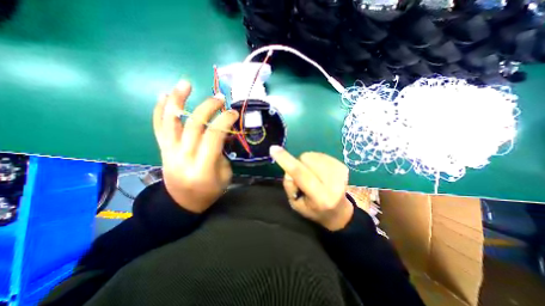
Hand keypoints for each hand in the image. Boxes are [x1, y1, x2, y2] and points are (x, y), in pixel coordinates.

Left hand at [153, 80, 238, 212]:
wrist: (182, 202)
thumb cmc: (209, 191)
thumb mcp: (225, 175)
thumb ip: (223, 153)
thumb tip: (221, 133)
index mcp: (203, 167)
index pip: (213, 136)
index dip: (225, 120)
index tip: (233, 113)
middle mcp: (184, 156)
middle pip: (194, 124)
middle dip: (208, 107)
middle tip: (219, 99)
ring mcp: (170, 151)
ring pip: (171, 121)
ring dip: (178, 100)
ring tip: (186, 84)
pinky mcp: (163, 149)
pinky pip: (159, 127)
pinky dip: (160, 110)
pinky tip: (164, 95)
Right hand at [271, 148, 356, 229]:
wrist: (339, 211)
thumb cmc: (314, 210)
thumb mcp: (296, 205)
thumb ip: (290, 186)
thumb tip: (288, 169)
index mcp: (321, 197)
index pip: (301, 174)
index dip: (286, 161)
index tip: (274, 149)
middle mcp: (334, 183)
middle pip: (306, 159)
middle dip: (299, 164)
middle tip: (303, 176)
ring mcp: (340, 172)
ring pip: (312, 155)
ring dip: (307, 163)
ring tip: (313, 175)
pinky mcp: (343, 165)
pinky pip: (320, 155)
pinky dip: (315, 161)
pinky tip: (320, 172)